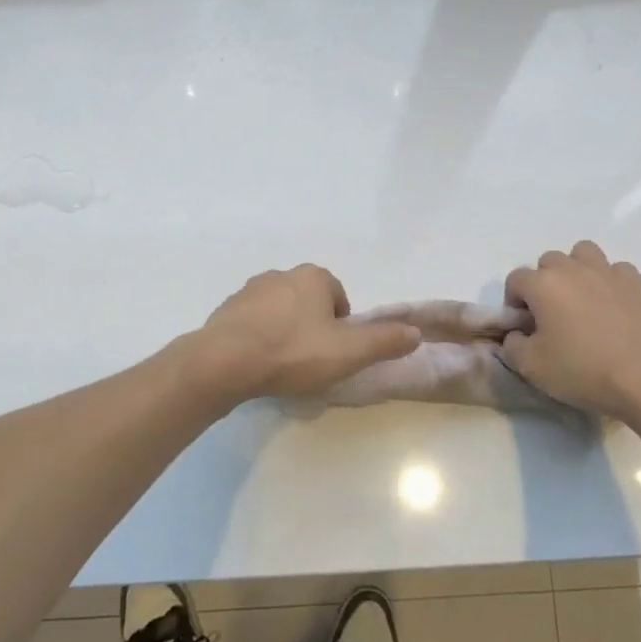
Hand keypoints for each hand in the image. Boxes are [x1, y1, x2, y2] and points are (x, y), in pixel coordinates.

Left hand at [192, 265, 420, 400]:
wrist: (224, 362)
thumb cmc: (293, 353)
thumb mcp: (349, 352)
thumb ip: (384, 341)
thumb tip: (416, 332)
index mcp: (313, 277)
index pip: (339, 298)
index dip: (342, 328)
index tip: (334, 354)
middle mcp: (282, 275)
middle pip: (310, 304)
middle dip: (313, 329)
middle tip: (311, 363)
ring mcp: (250, 290)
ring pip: (281, 312)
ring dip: (286, 333)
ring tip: (283, 367)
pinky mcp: (226, 310)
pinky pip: (253, 324)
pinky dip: (260, 339)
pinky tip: (258, 365)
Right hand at [500, 241, 640, 420]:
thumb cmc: (581, 370)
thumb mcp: (531, 367)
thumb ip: (512, 345)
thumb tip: (517, 334)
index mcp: (543, 284)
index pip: (516, 279)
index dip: (513, 300)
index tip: (524, 325)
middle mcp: (572, 269)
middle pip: (548, 261)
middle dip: (544, 282)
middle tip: (551, 313)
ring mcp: (607, 272)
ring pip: (583, 253)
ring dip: (577, 270)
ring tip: (581, 297)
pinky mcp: (636, 283)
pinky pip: (617, 269)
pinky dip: (611, 280)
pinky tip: (612, 302)